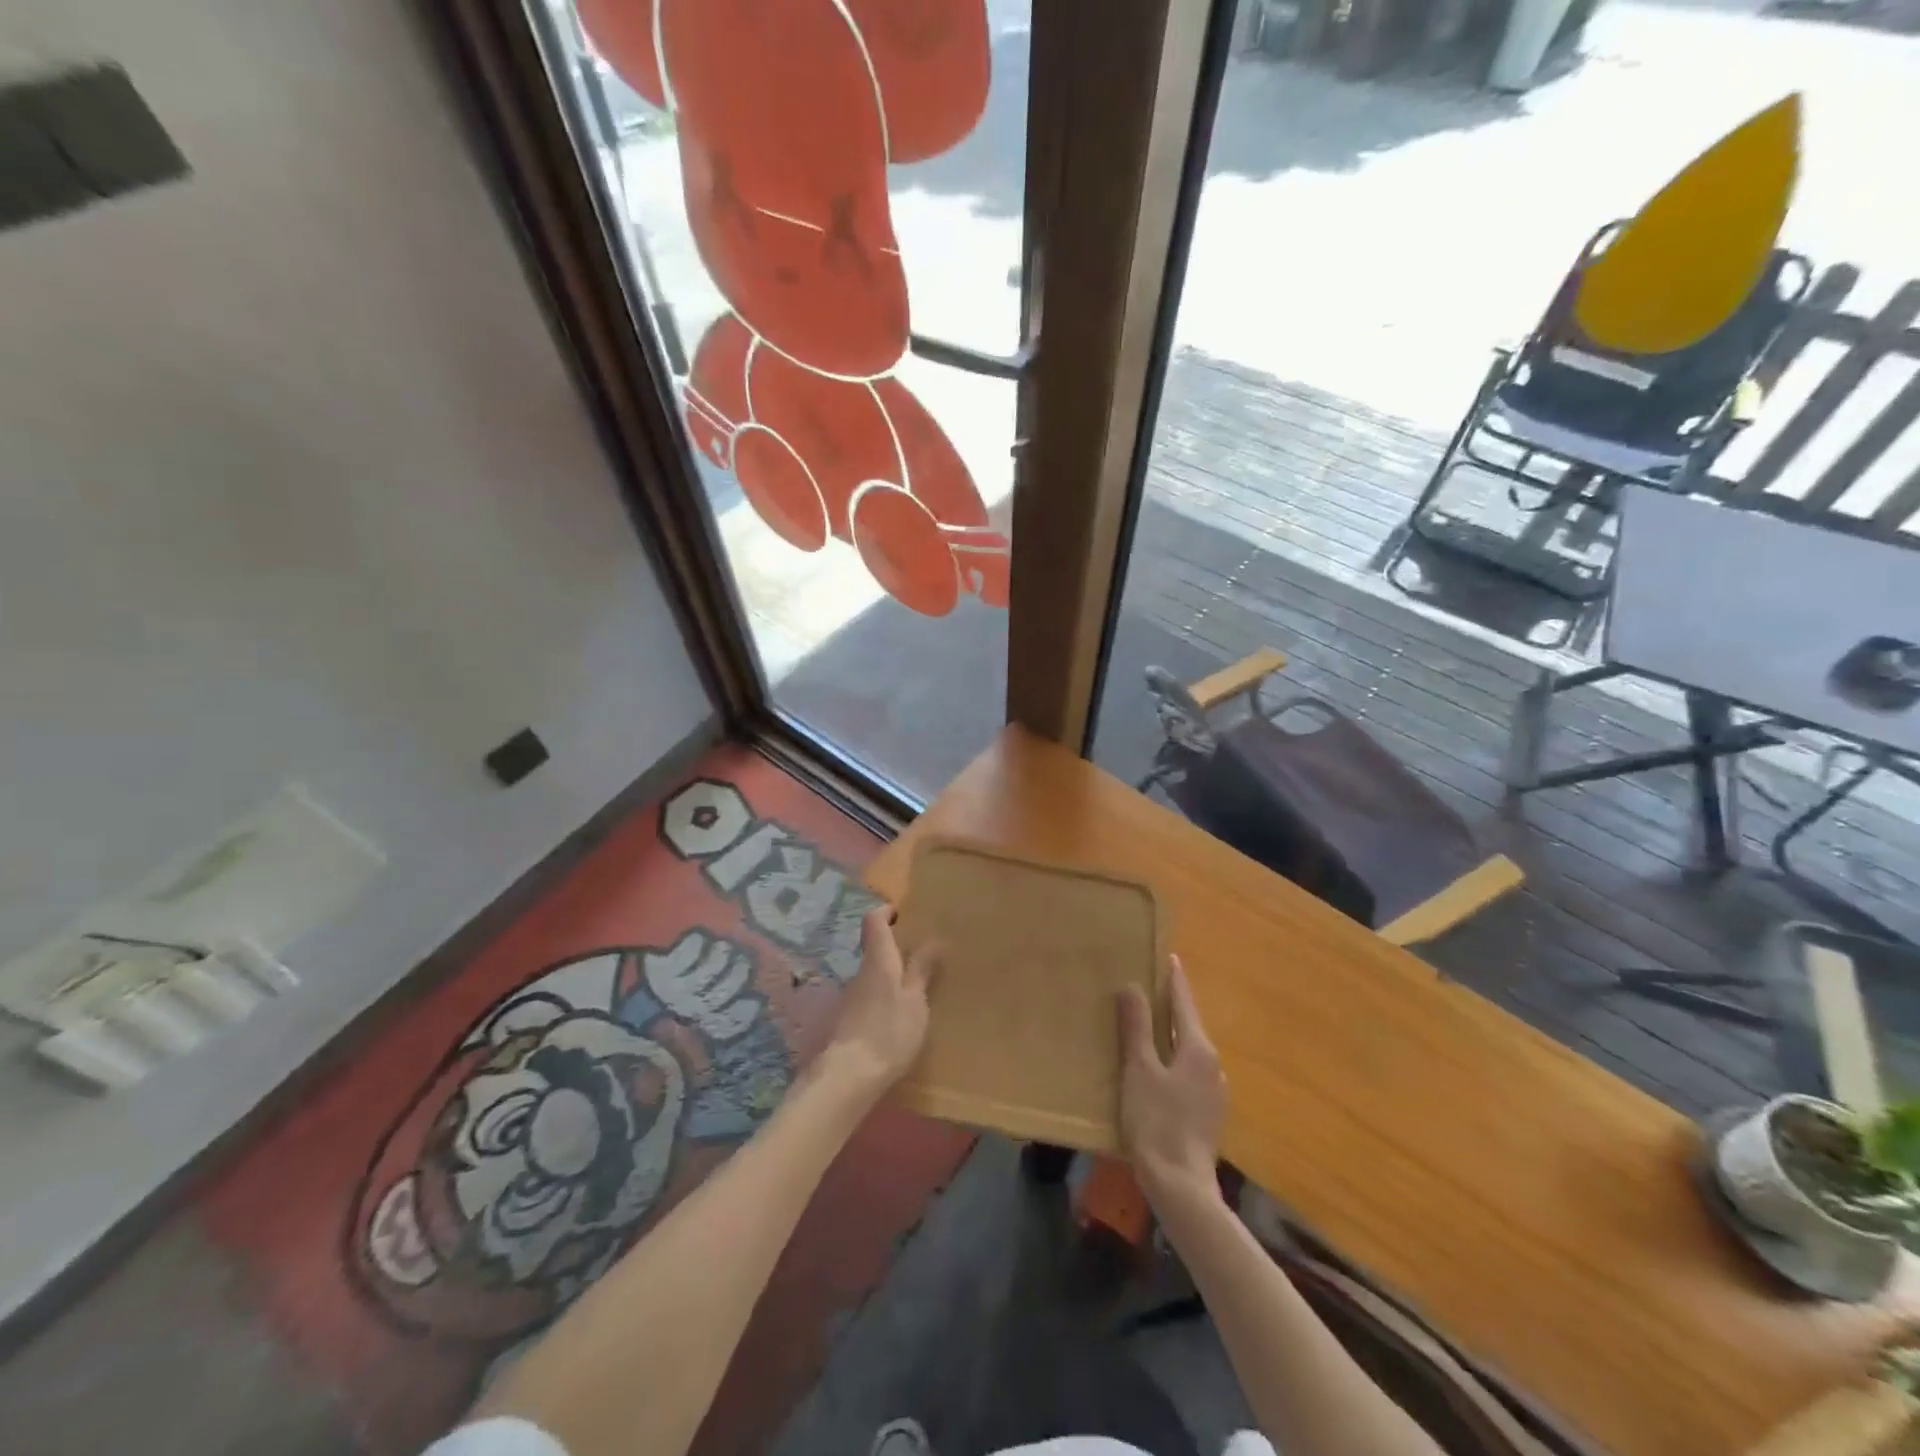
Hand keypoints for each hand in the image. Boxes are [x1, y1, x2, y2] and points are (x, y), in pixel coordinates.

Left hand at [821, 906, 939, 1095]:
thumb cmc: (889, 1031)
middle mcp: (860, 972)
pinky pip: (867, 999)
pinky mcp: (845, 1022)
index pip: (874, 921)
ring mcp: (849, 998)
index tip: (902, 914)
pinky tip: (895, 1019)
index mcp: (878, 960)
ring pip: (870, 976)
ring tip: (913, 992)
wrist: (847, 1076)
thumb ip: (921, 971)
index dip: (886, 912)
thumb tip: (932, 939)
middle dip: (894, 949)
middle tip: (920, 957)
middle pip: (873, 949)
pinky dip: (881, 1000)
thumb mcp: (915, 1001)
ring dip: (888, 978)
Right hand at [1118, 956, 1225, 1207]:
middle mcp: (1213, 1065)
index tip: (1170, 957)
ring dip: (1172, 1033)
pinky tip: (1157, 1067)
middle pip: (1190, 1025)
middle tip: (1150, 986)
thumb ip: (1137, 1027)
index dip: (1175, 980)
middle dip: (1172, 1006)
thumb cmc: (1157, 1121)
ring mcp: (1213, 1091)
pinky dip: (1173, 1057)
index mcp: (1198, 1049)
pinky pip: (1189, 1071)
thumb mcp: (1139, 1069)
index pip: (1185, 1003)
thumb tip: (1133, 986)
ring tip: (1149, 1023)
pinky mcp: (1207, 1112)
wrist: (1181, 1186)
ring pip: (1190, 1049)